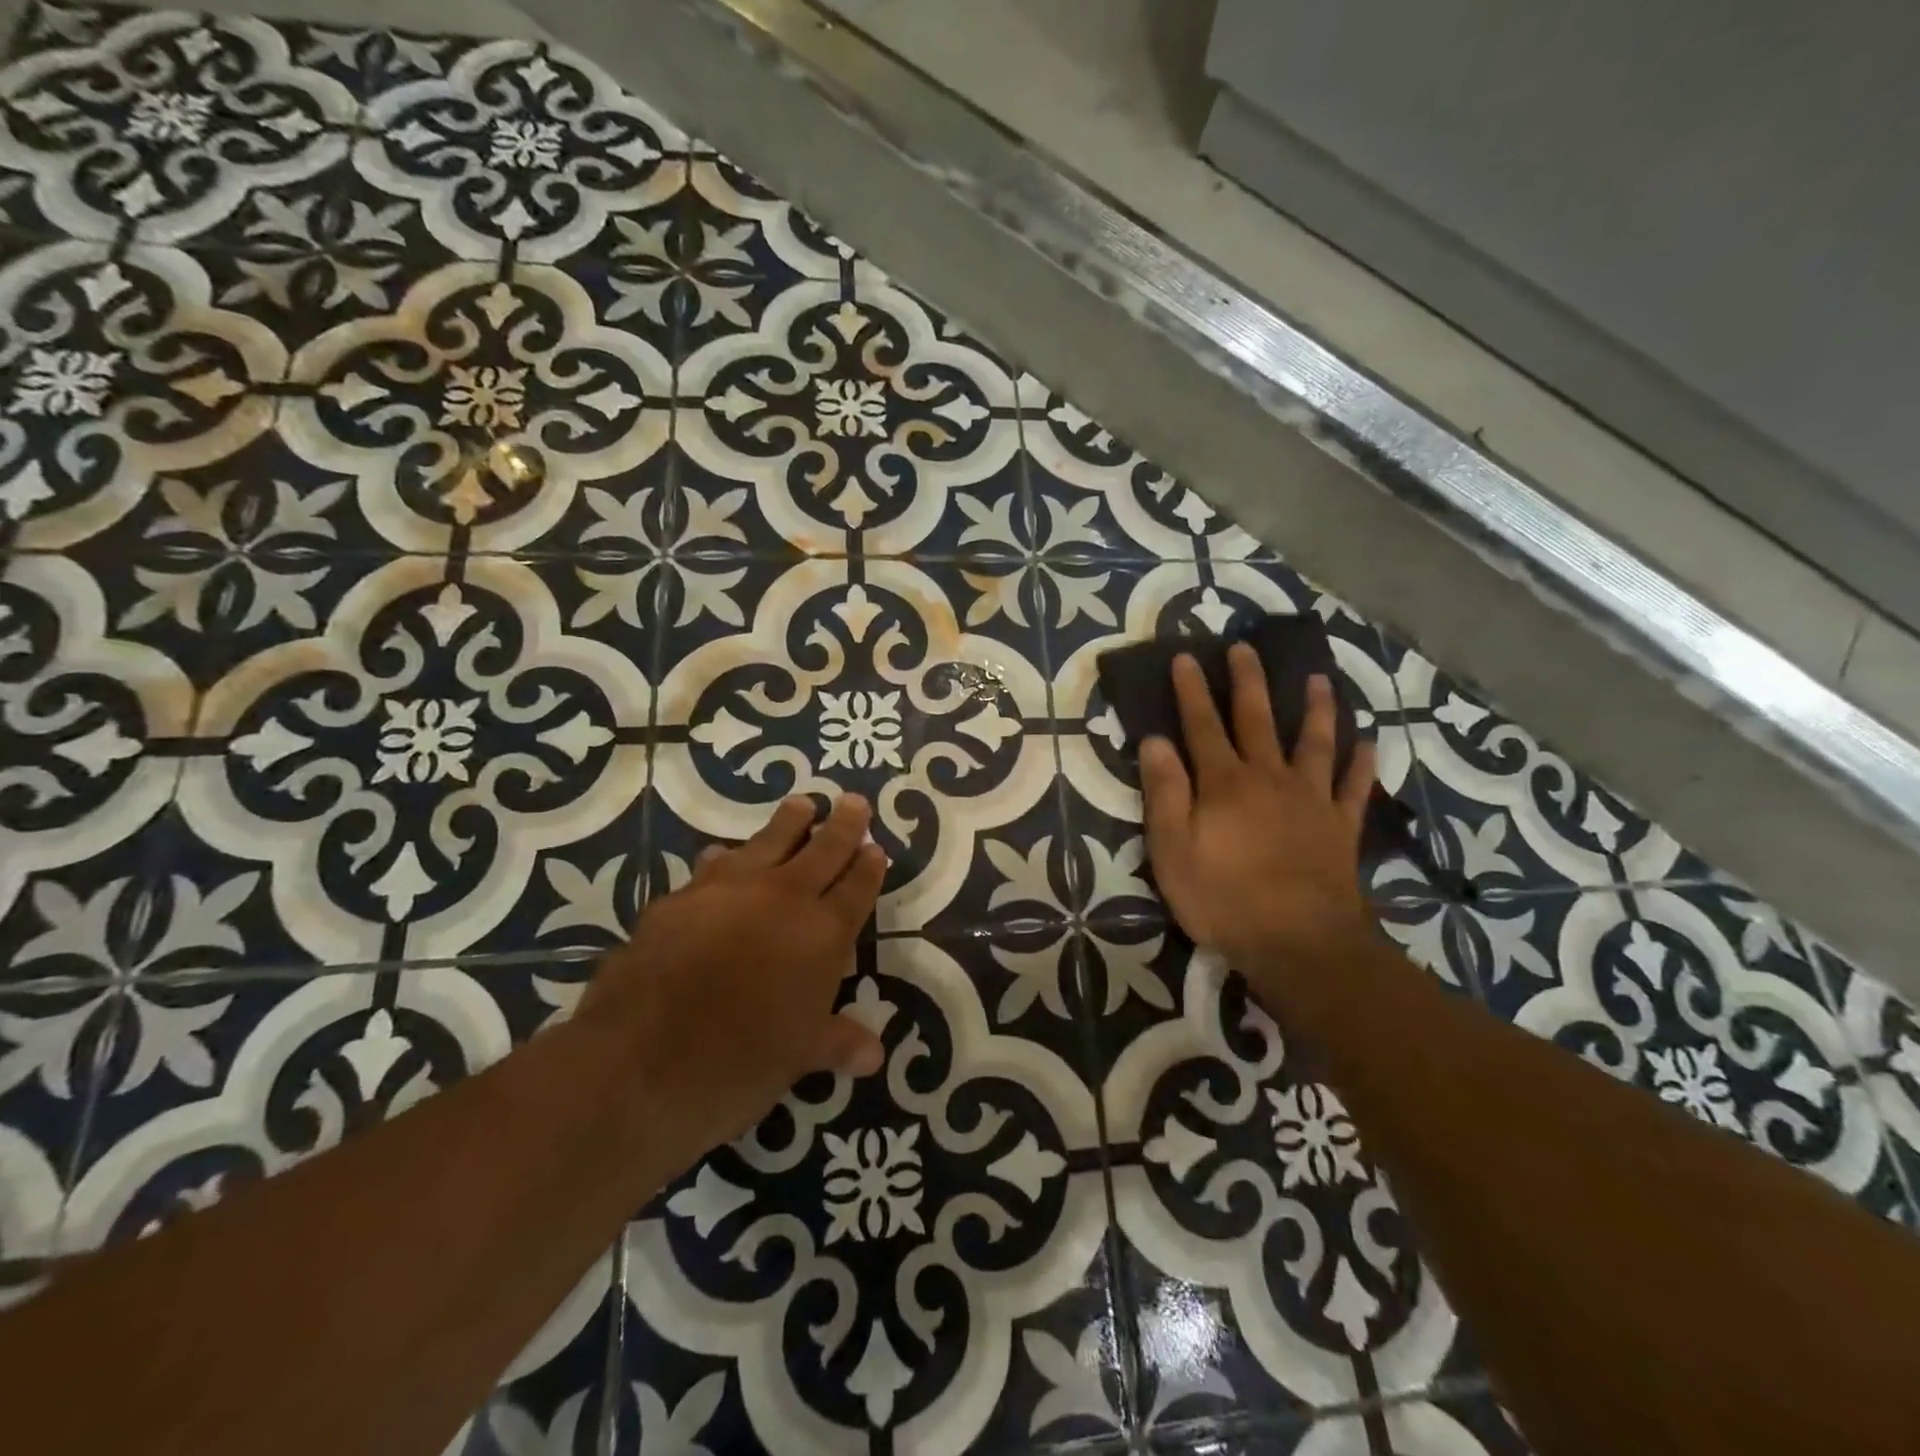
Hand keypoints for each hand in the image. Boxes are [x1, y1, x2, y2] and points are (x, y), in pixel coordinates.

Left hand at [581, 793, 887, 1163]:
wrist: (641, 1060)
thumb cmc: (739, 1062)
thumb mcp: (799, 1056)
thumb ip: (838, 1041)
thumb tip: (875, 1055)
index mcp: (822, 934)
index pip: (856, 889)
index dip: (869, 867)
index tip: (876, 847)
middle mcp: (783, 899)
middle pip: (822, 850)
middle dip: (842, 825)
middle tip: (853, 801)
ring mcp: (729, 891)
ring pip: (769, 842)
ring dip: (788, 822)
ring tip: (800, 803)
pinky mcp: (681, 897)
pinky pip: (714, 866)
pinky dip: (727, 857)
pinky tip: (723, 854)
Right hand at [1139, 644, 1377, 989]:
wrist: (1300, 944)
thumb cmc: (1223, 898)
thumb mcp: (1172, 850)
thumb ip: (1164, 793)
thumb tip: (1156, 741)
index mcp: (1224, 783)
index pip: (1202, 725)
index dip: (1192, 691)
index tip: (1187, 657)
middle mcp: (1269, 778)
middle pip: (1257, 719)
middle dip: (1248, 681)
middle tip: (1245, 648)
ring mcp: (1310, 800)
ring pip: (1315, 742)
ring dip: (1316, 708)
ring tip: (1320, 678)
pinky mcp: (1340, 827)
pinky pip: (1354, 786)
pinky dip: (1362, 762)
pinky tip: (1370, 742)